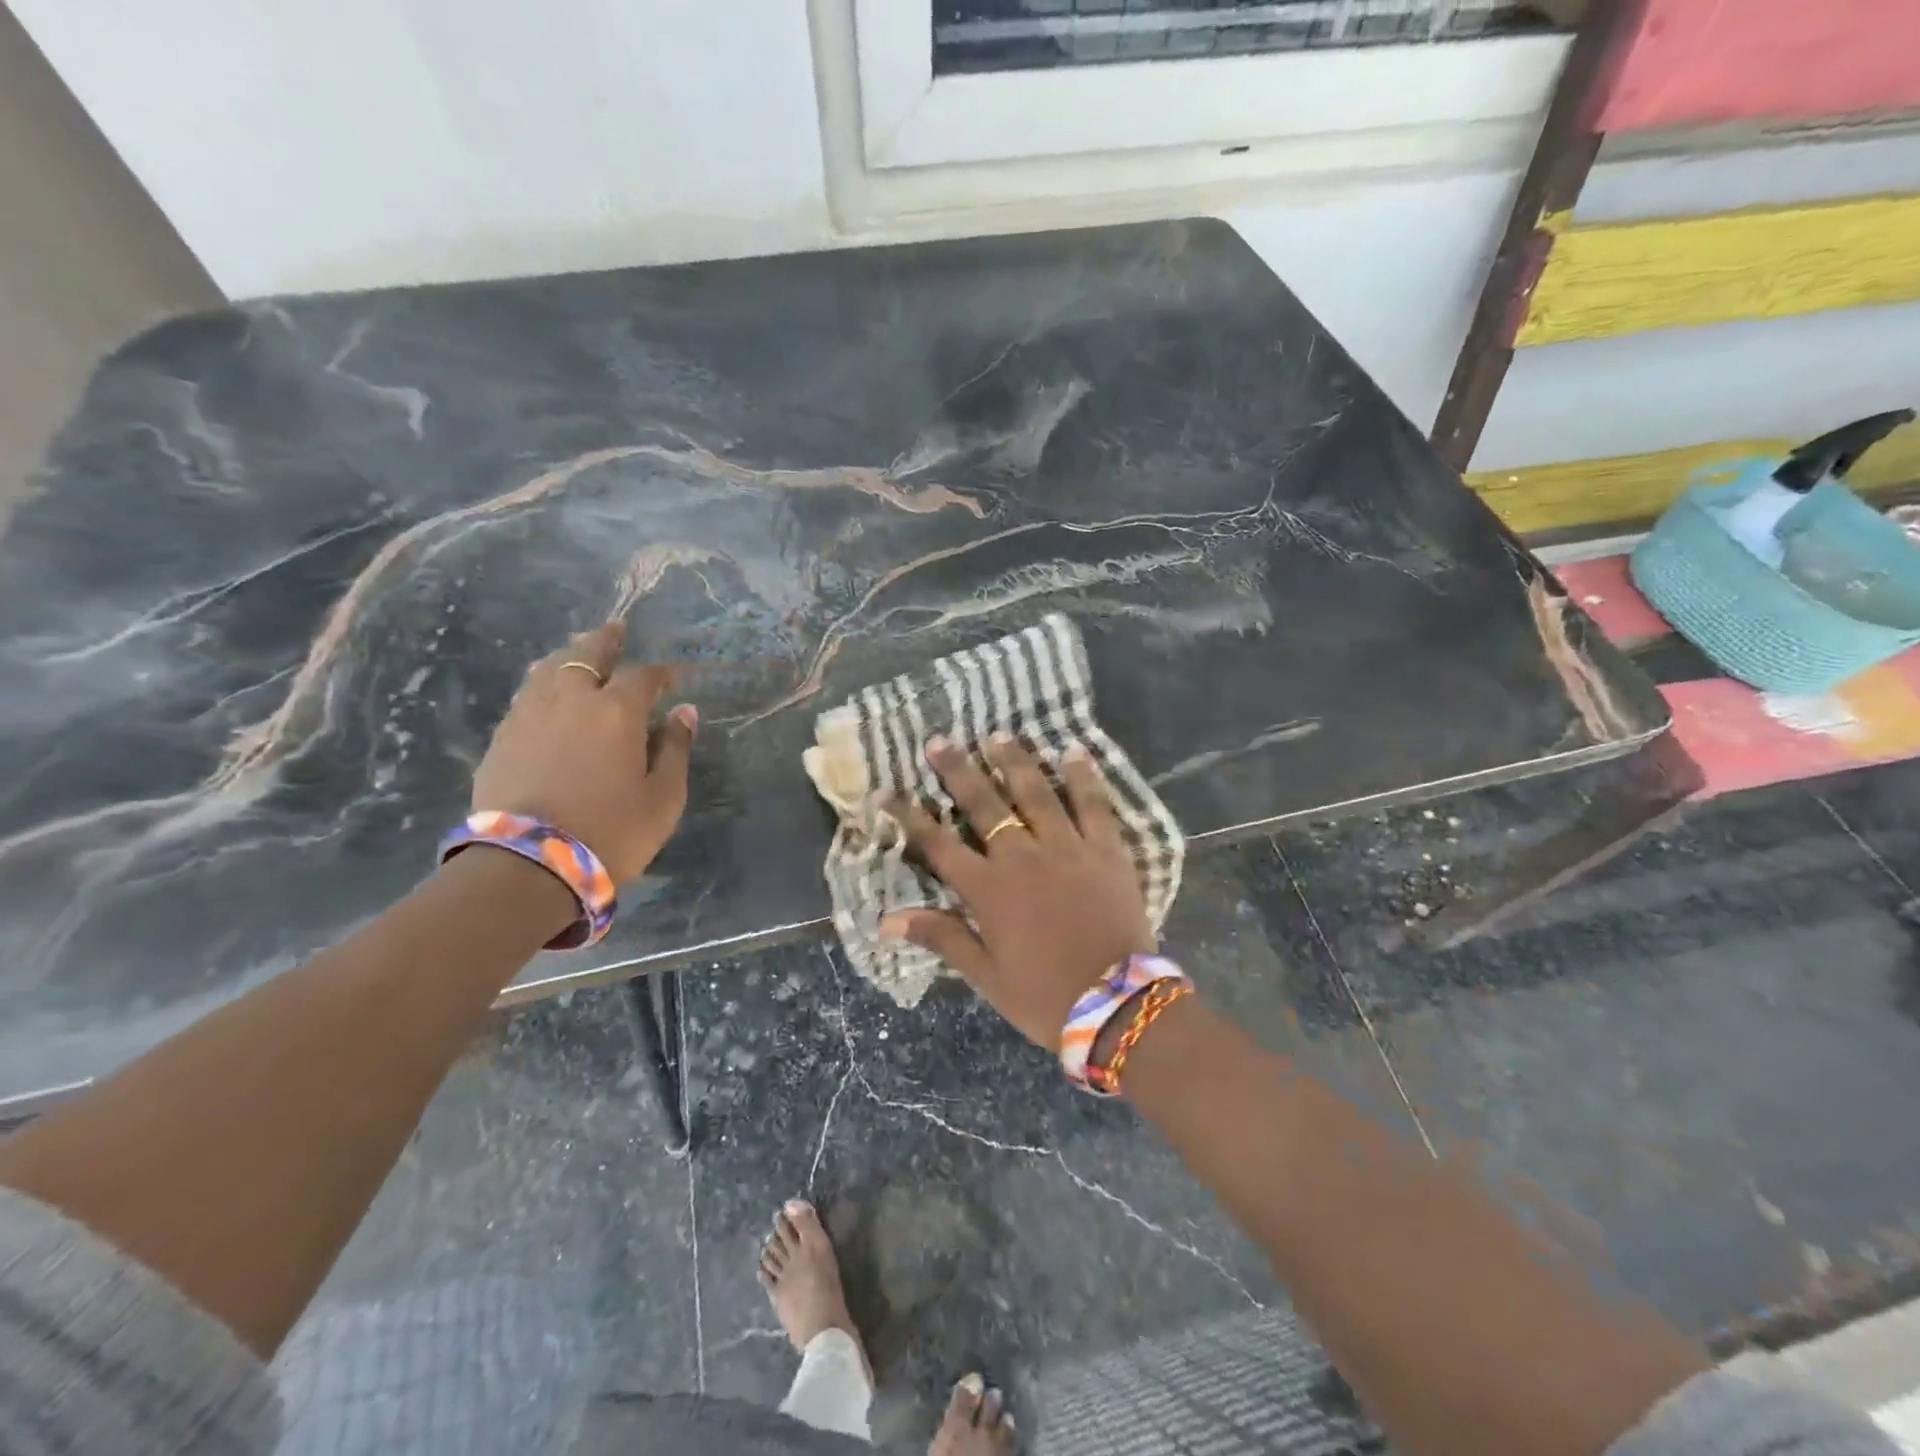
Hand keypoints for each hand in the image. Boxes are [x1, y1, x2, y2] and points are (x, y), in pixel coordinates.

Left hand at [471, 622, 696, 882]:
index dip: (660, 673)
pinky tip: (546, 692)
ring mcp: (529, 716)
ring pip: (548, 669)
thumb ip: (676, 749)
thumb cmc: (612, 832)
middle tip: (616, 629)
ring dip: (568, 656)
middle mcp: (571, 700)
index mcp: (617, 711)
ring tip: (577, 652)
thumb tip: (685, 713)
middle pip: (586, 655)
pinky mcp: (502, 737)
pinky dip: (543, 683)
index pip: (643, 676)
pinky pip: (526, 695)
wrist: (529, 865)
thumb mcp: (663, 797)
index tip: (672, 676)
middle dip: (605, 640)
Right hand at [883, 734, 1154, 1047]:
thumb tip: (886, 920)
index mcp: (989, 890)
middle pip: (984, 806)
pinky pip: (1094, 805)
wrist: (1118, 1007)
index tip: (884, 792)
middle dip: (958, 771)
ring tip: (999, 735)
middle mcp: (1023, 857)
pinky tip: (1074, 750)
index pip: (938, 844)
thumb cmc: (1045, 996)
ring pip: (1036, 793)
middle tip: (940, 740)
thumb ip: (941, 937)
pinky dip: (1083, 776)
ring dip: (1015, 761)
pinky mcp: (1107, 850)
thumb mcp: (986, 975)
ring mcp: (1068, 848)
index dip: (908, 817)